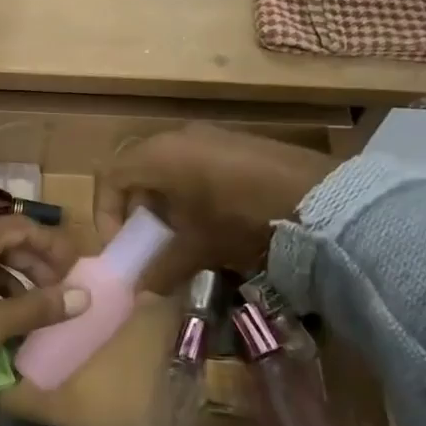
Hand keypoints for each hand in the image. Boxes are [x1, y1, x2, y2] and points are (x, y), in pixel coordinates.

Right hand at [95, 124, 338, 284]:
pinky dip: (191, 194)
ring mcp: (211, 135)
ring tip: (182, 238)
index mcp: (158, 155)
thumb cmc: (240, 219)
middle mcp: (178, 136)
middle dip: (136, 212)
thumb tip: (141, 290)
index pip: (109, 177)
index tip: (122, 246)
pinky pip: (198, 165)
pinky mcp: (238, 143)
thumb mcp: (196, 248)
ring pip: (168, 170)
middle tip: (149, 244)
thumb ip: (161, 269)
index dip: (106, 213)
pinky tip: (213, 223)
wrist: (319, 199)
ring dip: (165, 205)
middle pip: (138, 172)